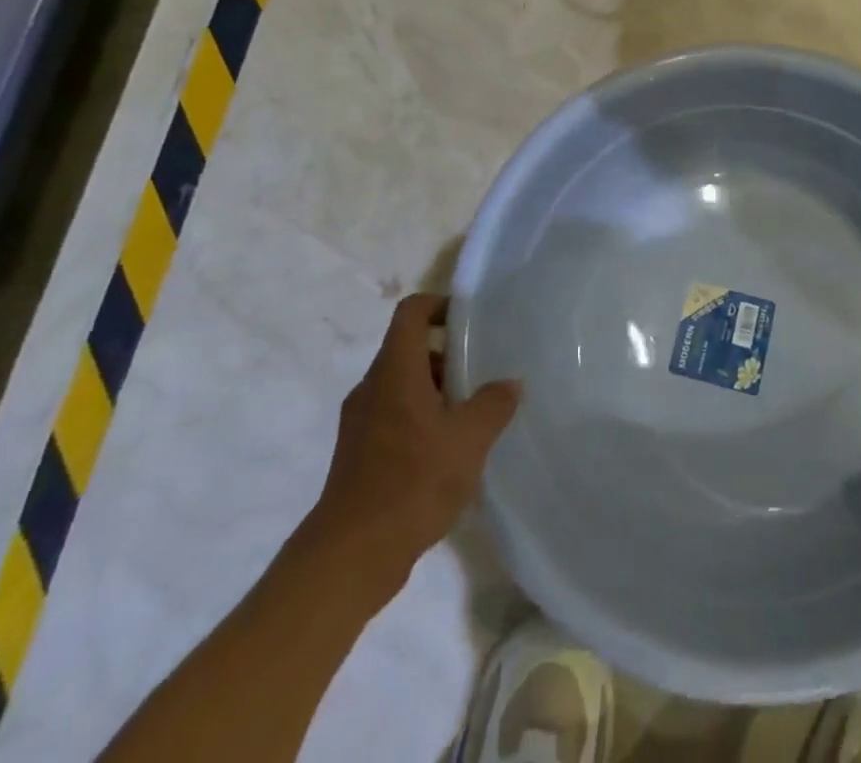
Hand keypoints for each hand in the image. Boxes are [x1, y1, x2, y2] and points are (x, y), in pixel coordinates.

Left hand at [304, 293, 519, 573]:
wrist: (351, 555)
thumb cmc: (412, 482)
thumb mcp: (469, 440)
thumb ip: (493, 404)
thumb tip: (509, 384)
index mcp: (395, 370)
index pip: (412, 312)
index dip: (440, 305)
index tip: (470, 319)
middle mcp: (372, 387)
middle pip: (408, 349)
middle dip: (447, 355)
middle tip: (481, 372)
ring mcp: (360, 422)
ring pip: (402, 385)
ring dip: (436, 390)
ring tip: (470, 416)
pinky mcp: (357, 453)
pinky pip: (393, 416)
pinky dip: (420, 419)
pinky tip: (447, 452)